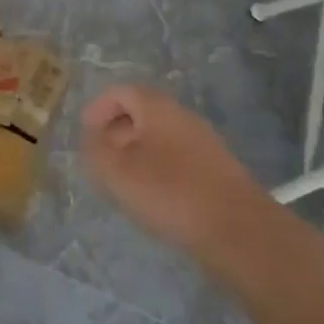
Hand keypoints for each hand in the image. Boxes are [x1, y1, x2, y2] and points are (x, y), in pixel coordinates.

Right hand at [82, 85, 264, 255]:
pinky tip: (155, 200)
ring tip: (123, 185)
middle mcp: (182, 115)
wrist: (239, 230)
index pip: (120, 92)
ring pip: (159, 138)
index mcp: (157, 106)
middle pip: (140, 113)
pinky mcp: (216, 170)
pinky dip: (158, 170)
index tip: (85, 137)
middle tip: (101, 162)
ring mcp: (203, 142)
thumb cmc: (170, 192)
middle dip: (115, 134)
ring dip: (136, 155)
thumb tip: (92, 138)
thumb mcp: (117, 171)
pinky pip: (176, 158)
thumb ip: (95, 149)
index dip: (97, 110)